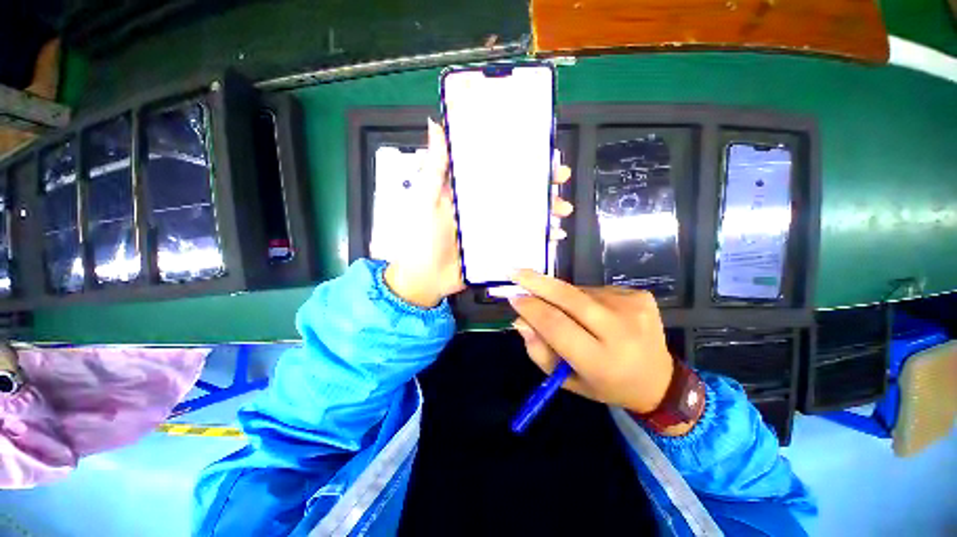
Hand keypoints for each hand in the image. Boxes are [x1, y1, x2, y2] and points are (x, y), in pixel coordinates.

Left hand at [385, 119, 572, 307]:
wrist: (426, 278)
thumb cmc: (423, 237)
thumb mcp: (426, 200)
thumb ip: (435, 168)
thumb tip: (436, 125)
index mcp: (471, 192)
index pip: (500, 170)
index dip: (521, 160)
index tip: (542, 152)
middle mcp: (486, 207)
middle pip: (518, 191)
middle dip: (542, 184)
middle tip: (560, 180)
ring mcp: (495, 228)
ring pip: (525, 214)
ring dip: (547, 210)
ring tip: (562, 210)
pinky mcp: (499, 247)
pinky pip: (524, 239)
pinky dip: (540, 237)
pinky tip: (554, 235)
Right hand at [509, 271, 674, 415]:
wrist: (659, 379)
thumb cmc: (607, 384)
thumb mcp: (568, 380)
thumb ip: (540, 353)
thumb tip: (520, 321)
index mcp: (601, 360)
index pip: (556, 325)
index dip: (531, 309)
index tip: (513, 298)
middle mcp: (620, 330)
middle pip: (568, 297)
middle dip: (537, 283)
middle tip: (515, 273)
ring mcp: (633, 308)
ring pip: (579, 292)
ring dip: (562, 297)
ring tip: (567, 313)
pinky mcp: (640, 295)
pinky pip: (595, 291)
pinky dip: (583, 297)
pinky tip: (591, 312)